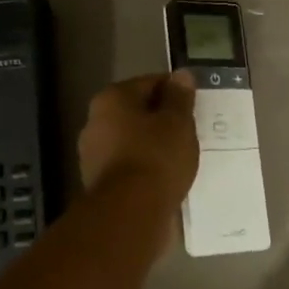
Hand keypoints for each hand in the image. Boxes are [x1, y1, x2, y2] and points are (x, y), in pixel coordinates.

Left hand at [77, 72, 199, 203]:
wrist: (129, 213)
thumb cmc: (156, 157)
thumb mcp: (177, 122)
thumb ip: (180, 97)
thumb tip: (181, 75)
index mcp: (111, 98)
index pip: (150, 83)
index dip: (176, 91)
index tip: (195, 105)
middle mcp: (95, 121)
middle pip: (137, 112)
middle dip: (162, 119)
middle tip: (191, 131)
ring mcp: (93, 154)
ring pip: (132, 140)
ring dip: (153, 144)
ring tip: (181, 156)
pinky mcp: (99, 182)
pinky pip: (129, 165)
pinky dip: (145, 167)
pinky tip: (165, 177)